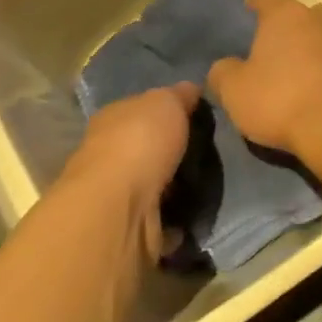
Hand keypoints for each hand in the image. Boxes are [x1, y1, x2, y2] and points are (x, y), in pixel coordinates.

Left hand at [59, 82, 198, 261]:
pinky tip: (199, 211)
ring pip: (155, 186)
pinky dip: (178, 219)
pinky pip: (162, 221)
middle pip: (148, 149)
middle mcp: (109, 157)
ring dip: (178, 187)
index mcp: (113, 119)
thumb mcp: (167, 101)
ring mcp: (118, 197)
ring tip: (212, 180)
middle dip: (174, 151)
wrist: (118, 210)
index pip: (142, 109)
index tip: (198, 115)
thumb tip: (191, 90)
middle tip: (210, 149)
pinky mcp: (130, 231)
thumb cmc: (139, 142)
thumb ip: (179, 95)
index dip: (169, 110)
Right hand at [207, 0, 321, 158]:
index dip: (254, 3)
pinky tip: (312, 97)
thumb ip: (222, 73)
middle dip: (286, 28)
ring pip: (321, 36)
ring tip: (291, 80)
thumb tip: (224, 67)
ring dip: (308, 51)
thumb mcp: (234, 91)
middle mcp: (318, 18)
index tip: (246, 22)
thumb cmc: (280, 99)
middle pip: (300, 12)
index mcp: (285, 14)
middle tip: (270, 55)